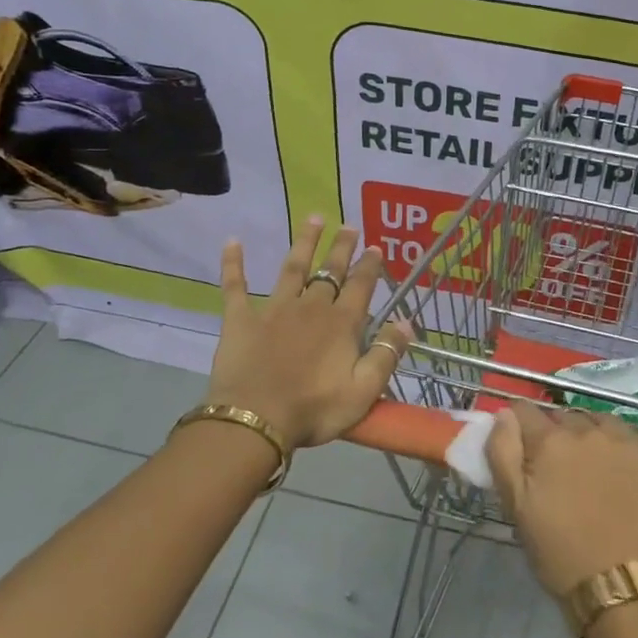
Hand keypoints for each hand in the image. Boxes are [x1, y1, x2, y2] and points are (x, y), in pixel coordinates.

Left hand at [207, 216, 412, 450]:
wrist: (255, 420)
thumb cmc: (314, 410)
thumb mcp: (364, 391)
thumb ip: (385, 354)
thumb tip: (405, 323)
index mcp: (341, 324)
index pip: (360, 286)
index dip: (369, 266)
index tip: (375, 247)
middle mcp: (311, 307)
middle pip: (330, 271)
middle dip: (341, 247)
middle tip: (349, 226)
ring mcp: (274, 309)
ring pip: (292, 268)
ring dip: (304, 243)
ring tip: (314, 218)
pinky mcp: (241, 319)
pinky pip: (236, 286)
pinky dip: (234, 264)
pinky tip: (233, 241)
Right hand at [485, 402, 637, 595]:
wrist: (628, 589)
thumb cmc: (562, 555)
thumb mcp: (517, 508)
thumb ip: (502, 453)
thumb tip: (504, 413)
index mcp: (550, 441)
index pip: (525, 411)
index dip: (521, 427)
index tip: (525, 449)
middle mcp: (589, 429)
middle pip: (566, 417)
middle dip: (559, 435)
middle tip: (562, 471)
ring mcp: (629, 439)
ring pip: (603, 421)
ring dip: (596, 436)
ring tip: (599, 470)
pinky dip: (636, 444)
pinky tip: (633, 470)